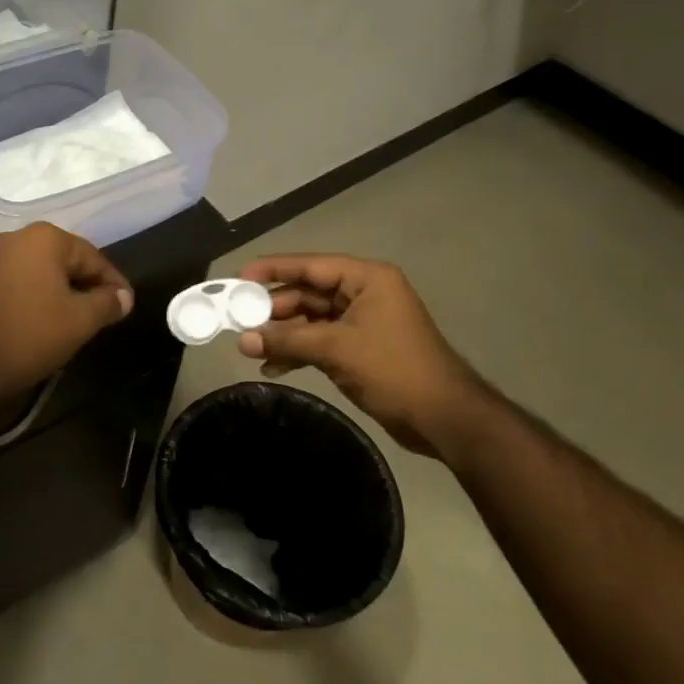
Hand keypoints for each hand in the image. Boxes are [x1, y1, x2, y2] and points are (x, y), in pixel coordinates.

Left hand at [0, 224, 133, 404]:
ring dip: (65, 294)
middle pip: (68, 261)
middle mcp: (19, 238)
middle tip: (107, 315)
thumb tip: (124, 297)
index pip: (93, 257)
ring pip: (45, 273)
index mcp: (45, 238)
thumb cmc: (28, 334)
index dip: (114, 283)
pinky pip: (24, 283)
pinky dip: (41, 298)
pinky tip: (49, 322)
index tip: (128, 306)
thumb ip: (107, 304)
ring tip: (82, 321)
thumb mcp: (80, 321)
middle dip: (89, 287)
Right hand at [235, 255, 493, 459]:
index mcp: (367, 279)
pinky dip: (299, 352)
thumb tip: (243, 340)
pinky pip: (320, 342)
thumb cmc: (394, 369)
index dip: (274, 269)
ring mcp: (362, 323)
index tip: (240, 277)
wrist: (443, 417)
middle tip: (240, 321)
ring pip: (311, 320)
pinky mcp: (360, 350)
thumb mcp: (337, 349)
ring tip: (250, 348)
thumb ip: (288, 340)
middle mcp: (363, 294)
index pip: (311, 266)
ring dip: (284, 334)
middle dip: (275, 310)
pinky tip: (273, 367)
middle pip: (309, 293)